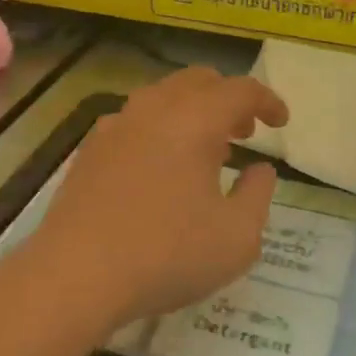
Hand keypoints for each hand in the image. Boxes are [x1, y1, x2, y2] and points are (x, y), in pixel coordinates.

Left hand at [26, 67, 289, 338]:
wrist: (74, 275)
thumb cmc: (165, 254)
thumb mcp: (237, 238)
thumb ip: (258, 195)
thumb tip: (260, 169)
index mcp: (195, 119)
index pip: (241, 90)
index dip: (267, 101)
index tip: (281, 122)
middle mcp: (155, 108)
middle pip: (200, 81)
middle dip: (229, 99)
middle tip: (245, 131)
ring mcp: (117, 124)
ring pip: (164, 96)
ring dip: (193, 111)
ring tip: (206, 150)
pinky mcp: (90, 148)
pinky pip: (136, 120)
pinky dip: (160, 128)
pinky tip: (160, 167)